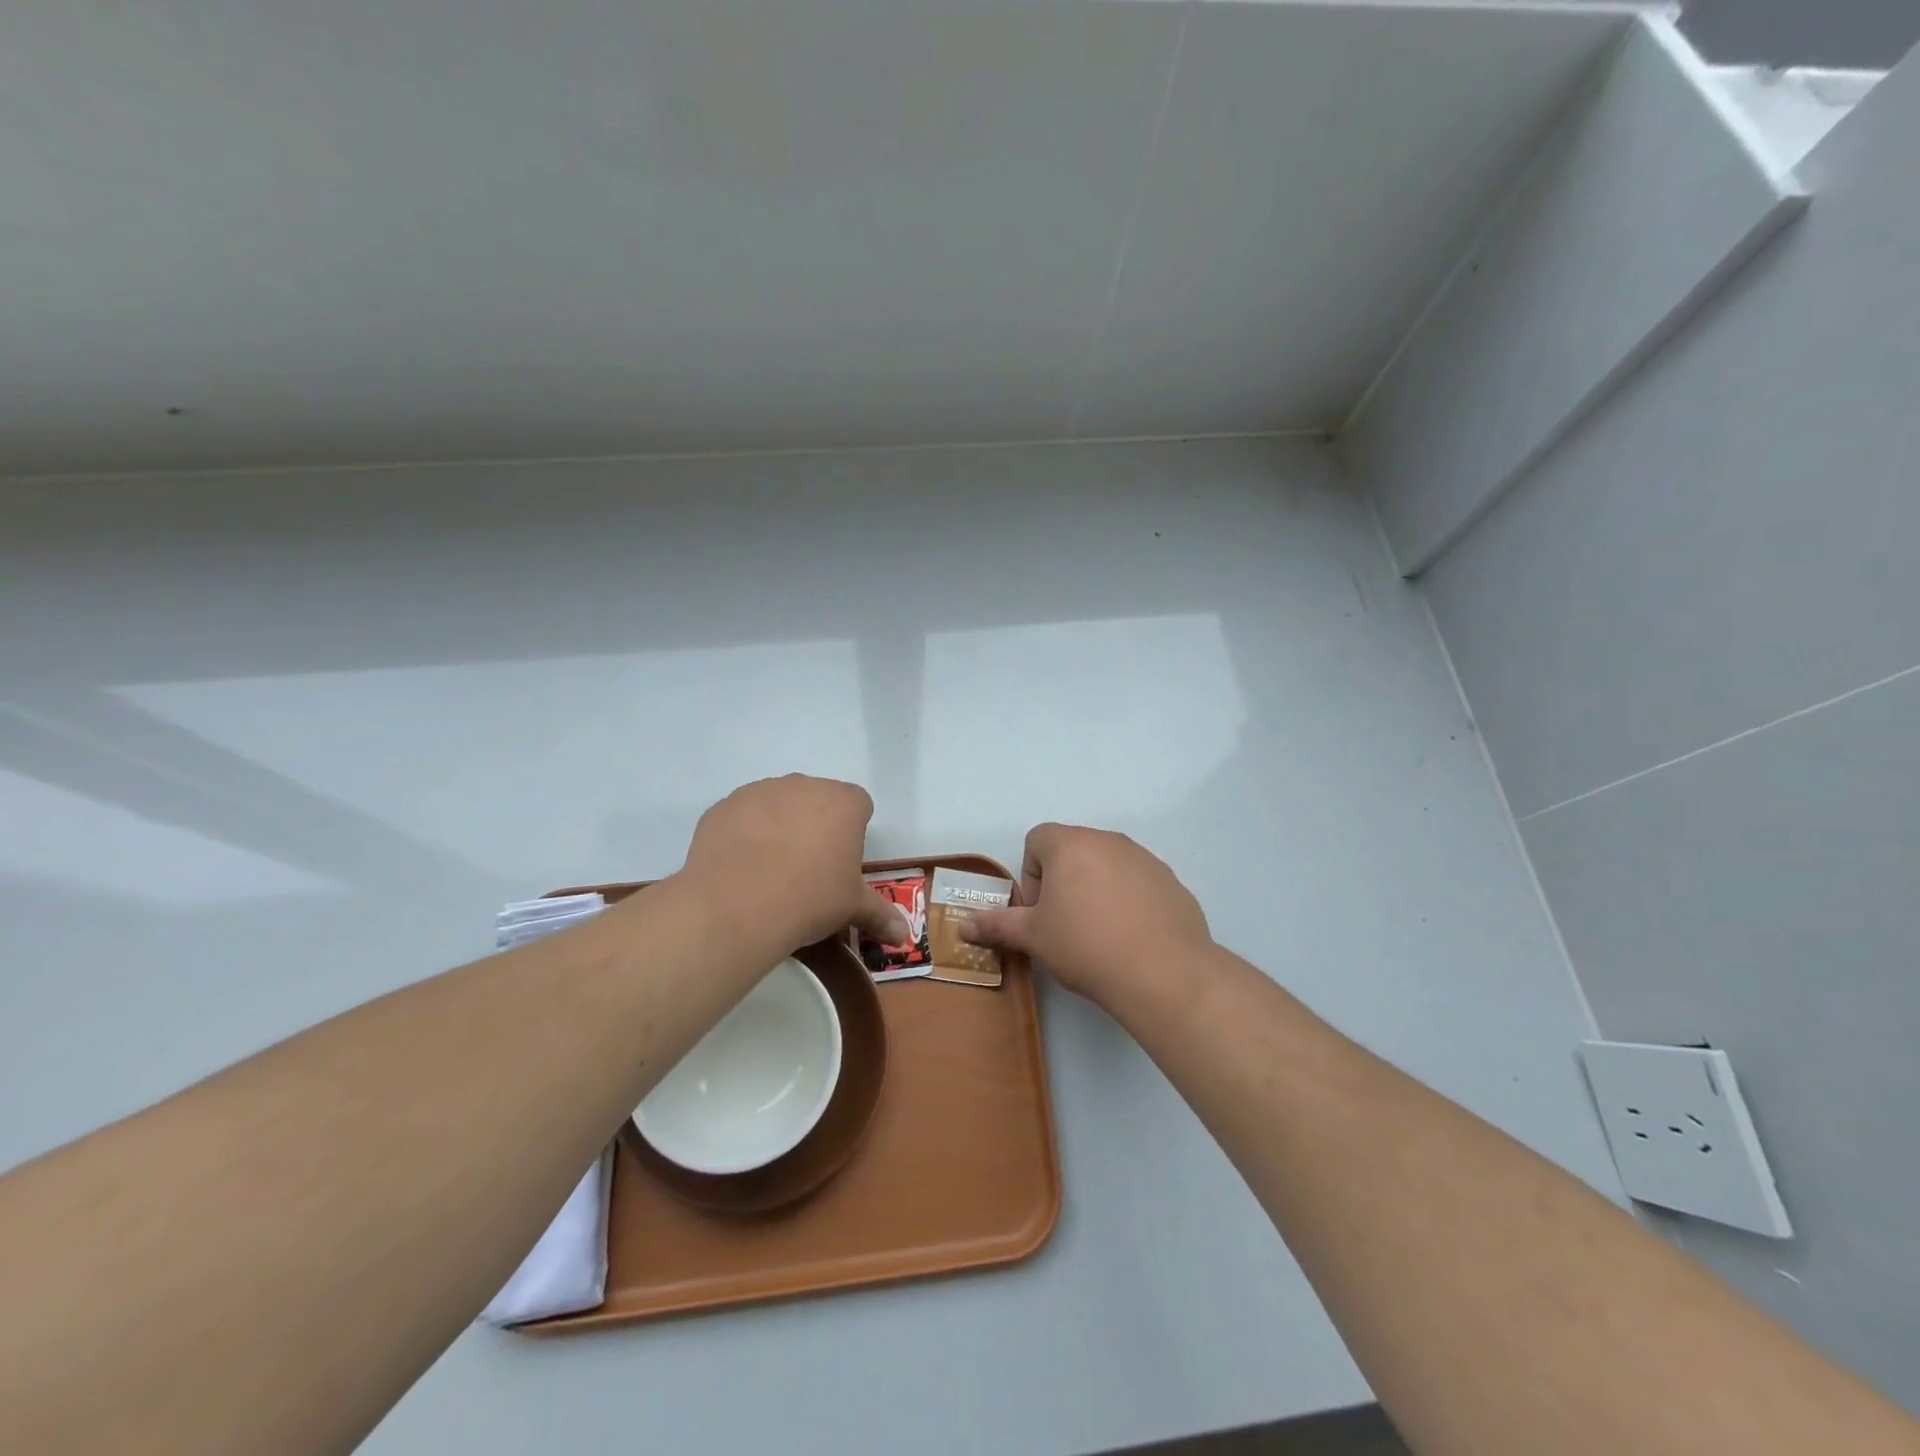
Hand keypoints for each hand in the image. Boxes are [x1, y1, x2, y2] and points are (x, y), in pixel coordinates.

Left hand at [677, 775, 908, 955]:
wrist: (736, 906)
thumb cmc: (810, 899)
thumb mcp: (852, 908)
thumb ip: (881, 915)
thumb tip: (904, 937)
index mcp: (843, 802)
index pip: (859, 805)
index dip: (852, 833)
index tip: (841, 864)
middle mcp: (804, 785)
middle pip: (817, 800)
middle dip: (815, 826)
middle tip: (808, 869)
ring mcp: (760, 791)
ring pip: (778, 804)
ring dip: (779, 826)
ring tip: (770, 870)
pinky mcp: (725, 806)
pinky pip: (742, 816)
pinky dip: (744, 834)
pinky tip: (740, 867)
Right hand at [960, 824, 1210, 1004]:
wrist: (1163, 972)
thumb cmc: (1085, 945)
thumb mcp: (1033, 937)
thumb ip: (997, 925)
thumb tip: (964, 925)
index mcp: (1071, 844)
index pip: (1037, 839)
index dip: (1031, 875)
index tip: (1040, 911)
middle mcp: (1109, 841)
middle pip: (1073, 851)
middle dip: (1062, 883)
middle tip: (1065, 926)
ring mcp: (1145, 859)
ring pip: (1107, 866)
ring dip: (1096, 890)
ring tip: (1100, 935)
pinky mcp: (1171, 882)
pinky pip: (1138, 884)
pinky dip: (1129, 902)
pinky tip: (1131, 939)